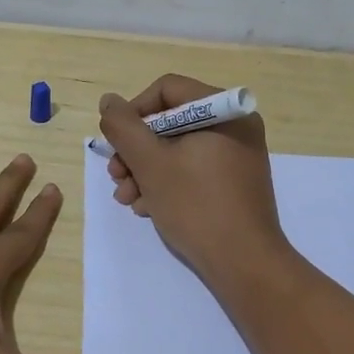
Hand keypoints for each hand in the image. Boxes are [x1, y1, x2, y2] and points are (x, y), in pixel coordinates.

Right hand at [98, 75, 290, 285]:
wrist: (244, 263)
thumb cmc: (196, 205)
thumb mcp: (150, 163)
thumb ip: (124, 127)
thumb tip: (109, 101)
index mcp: (224, 111)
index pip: (167, 90)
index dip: (134, 112)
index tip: (116, 143)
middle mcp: (235, 127)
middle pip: (170, 122)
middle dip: (136, 150)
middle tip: (116, 176)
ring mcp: (237, 156)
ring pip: (178, 149)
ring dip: (145, 171)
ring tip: (127, 199)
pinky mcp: (234, 182)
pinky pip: (193, 169)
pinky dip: (167, 183)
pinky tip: (148, 207)